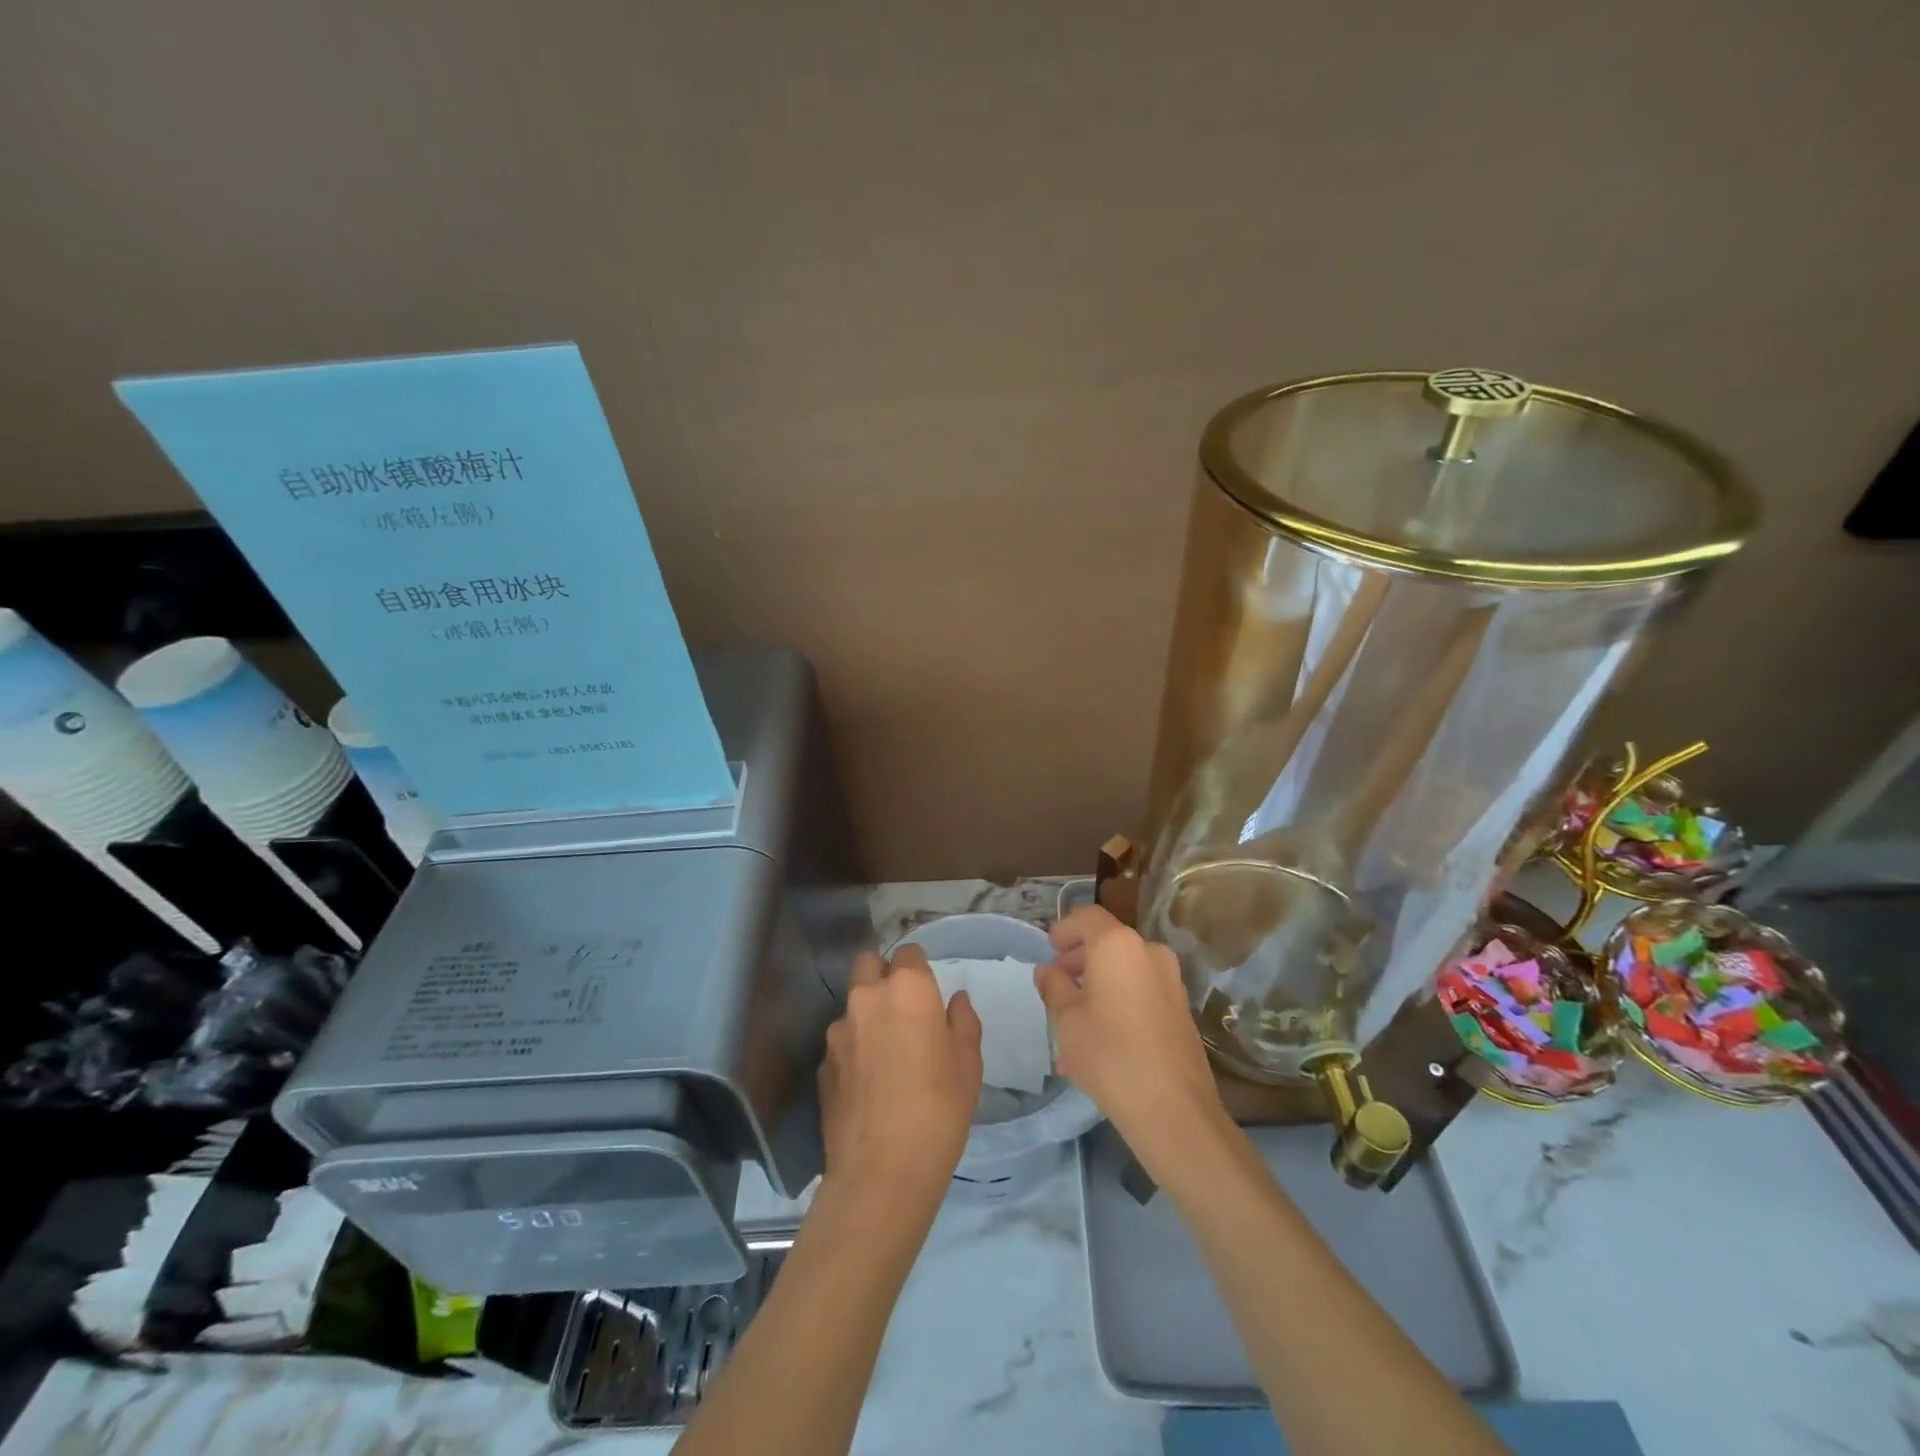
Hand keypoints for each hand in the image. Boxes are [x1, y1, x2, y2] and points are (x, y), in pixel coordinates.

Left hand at [818, 945, 982, 1207]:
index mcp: (908, 989)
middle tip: (903, 1008)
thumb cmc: (939, 1110)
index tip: (928, 991)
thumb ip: (962, 1022)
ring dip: (867, 1014)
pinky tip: (867, 1083)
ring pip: (852, 1003)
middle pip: (868, 962)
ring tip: (884, 1053)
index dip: (918, 967)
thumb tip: (954, 1000)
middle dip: (883, 974)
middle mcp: (867, 997)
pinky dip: (853, 1048)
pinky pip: (841, 1040)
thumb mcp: (968, 1064)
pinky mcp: (821, 1063)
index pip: (909, 952)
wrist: (881, 1171)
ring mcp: (838, 1030)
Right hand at [1035, 906, 1226, 1165]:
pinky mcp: (1181, 1008)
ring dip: (1098, 984)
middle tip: (1058, 986)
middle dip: (1080, 959)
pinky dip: (1119, 1000)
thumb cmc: (1109, 1054)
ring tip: (1075, 1021)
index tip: (1048, 952)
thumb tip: (1048, 971)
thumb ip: (1054, 987)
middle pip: (1108, 942)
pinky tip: (1101, 1039)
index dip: (1064, 930)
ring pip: (1124, 969)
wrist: (1173, 1108)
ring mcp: (1171, 980)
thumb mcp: (1066, 1020)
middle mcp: (1148, 952)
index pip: (1086, 917)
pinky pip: (1141, 991)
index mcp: (1117, 945)